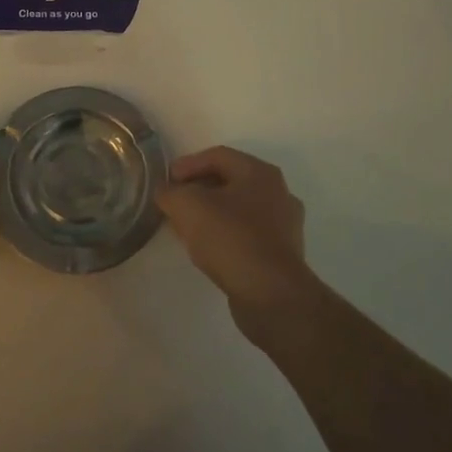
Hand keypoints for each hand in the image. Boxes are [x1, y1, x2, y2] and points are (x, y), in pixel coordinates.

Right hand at [156, 147, 314, 328]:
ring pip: (239, 209)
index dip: (187, 164)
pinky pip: (247, 234)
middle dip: (198, 190)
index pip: (218, 156)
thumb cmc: (230, 238)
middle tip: (174, 202)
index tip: (166, 181)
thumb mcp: (188, 206)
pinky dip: (225, 235)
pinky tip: (207, 249)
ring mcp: (284, 225)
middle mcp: (278, 192)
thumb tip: (166, 193)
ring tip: (186, 227)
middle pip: (230, 181)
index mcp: (260, 172)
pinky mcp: (282, 254)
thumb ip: (170, 193)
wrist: (271, 295)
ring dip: (210, 214)